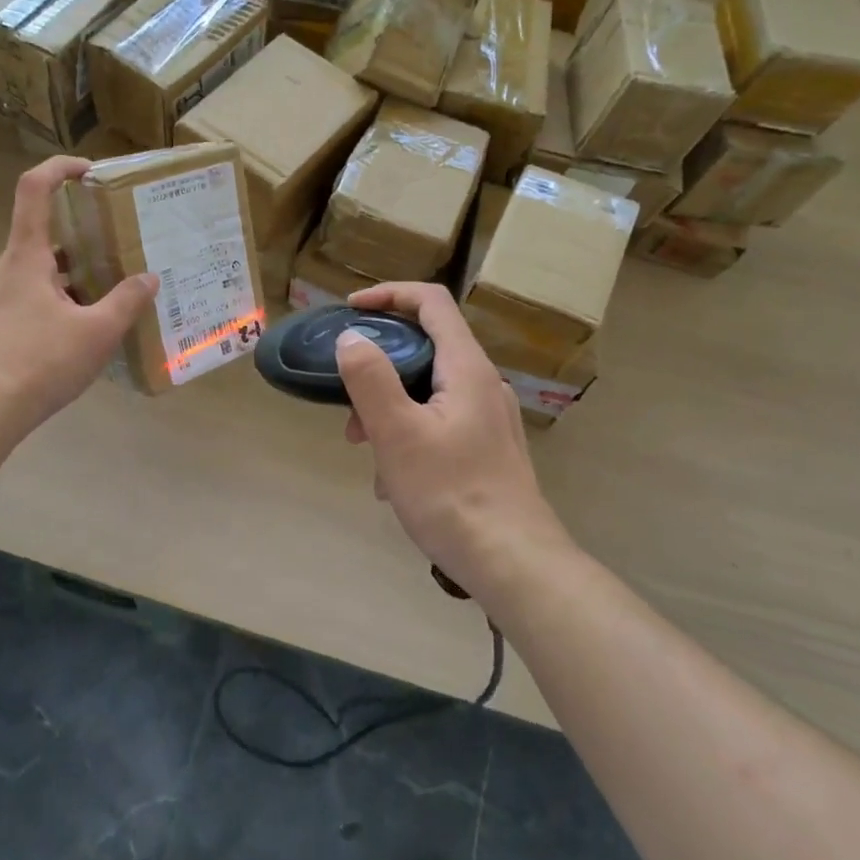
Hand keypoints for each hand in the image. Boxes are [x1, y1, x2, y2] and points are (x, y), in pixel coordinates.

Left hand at [0, 157, 158, 432]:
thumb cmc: (39, 361)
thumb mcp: (97, 332)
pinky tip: (79, 335)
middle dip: (81, 242)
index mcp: (25, 256)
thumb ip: (126, 301)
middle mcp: (3, 269)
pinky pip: (27, 300)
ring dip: (70, 278)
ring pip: (36, 273)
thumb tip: (149, 278)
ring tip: (106, 299)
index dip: (59, 168)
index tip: (89, 171)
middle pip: (42, 237)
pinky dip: (55, 303)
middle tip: (117, 254)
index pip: (34, 188)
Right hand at [337, 283, 575, 605]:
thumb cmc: (450, 494)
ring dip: (387, 407)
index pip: (430, 302)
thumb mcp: (397, 433)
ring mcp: (488, 417)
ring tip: (364, 451)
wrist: (513, 564)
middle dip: (377, 366)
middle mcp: (482, 383)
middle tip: (345, 401)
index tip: (350, 310)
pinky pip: (437, 421)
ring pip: (426, 389)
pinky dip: (406, 433)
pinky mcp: (487, 447)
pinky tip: (392, 481)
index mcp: (466, 368)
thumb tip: (352, 338)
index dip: (388, 294)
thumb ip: (370, 378)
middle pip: (424, 347)